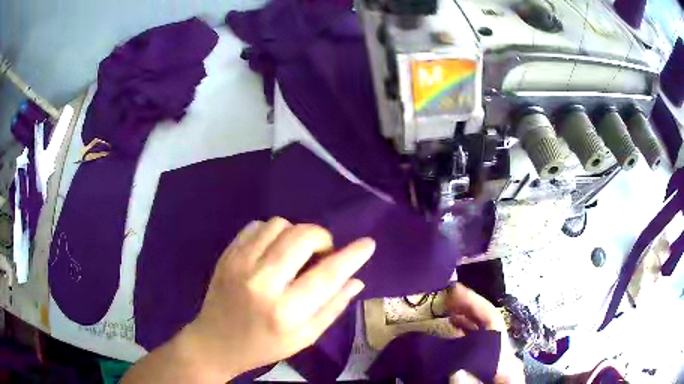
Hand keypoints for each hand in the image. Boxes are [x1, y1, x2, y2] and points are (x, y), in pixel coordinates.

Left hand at [180, 218, 375, 379]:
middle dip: (321, 238)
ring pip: (279, 224)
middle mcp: (263, 283)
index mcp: (286, 311)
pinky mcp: (227, 255)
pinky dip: (271, 233)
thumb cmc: (265, 346)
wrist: (215, 342)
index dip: (352, 256)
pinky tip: (271, 251)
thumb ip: (333, 307)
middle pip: (302, 236)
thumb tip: (356, 279)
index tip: (368, 243)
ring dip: (295, 234)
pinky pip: (256, 226)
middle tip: (321, 254)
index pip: (327, 275)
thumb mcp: (305, 337)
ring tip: (294, 255)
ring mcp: (240, 264)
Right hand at [446, 283, 523, 383]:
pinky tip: (452, 333)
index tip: (453, 291)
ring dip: (465, 319)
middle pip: (488, 324)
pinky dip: (464, 335)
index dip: (474, 304)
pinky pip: (476, 345)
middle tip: (444, 298)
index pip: (493, 323)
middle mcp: (502, 354)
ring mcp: (495, 361)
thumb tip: (457, 369)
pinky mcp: (487, 368)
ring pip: (482, 333)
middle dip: (467, 307)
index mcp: (505, 358)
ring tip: (445, 311)